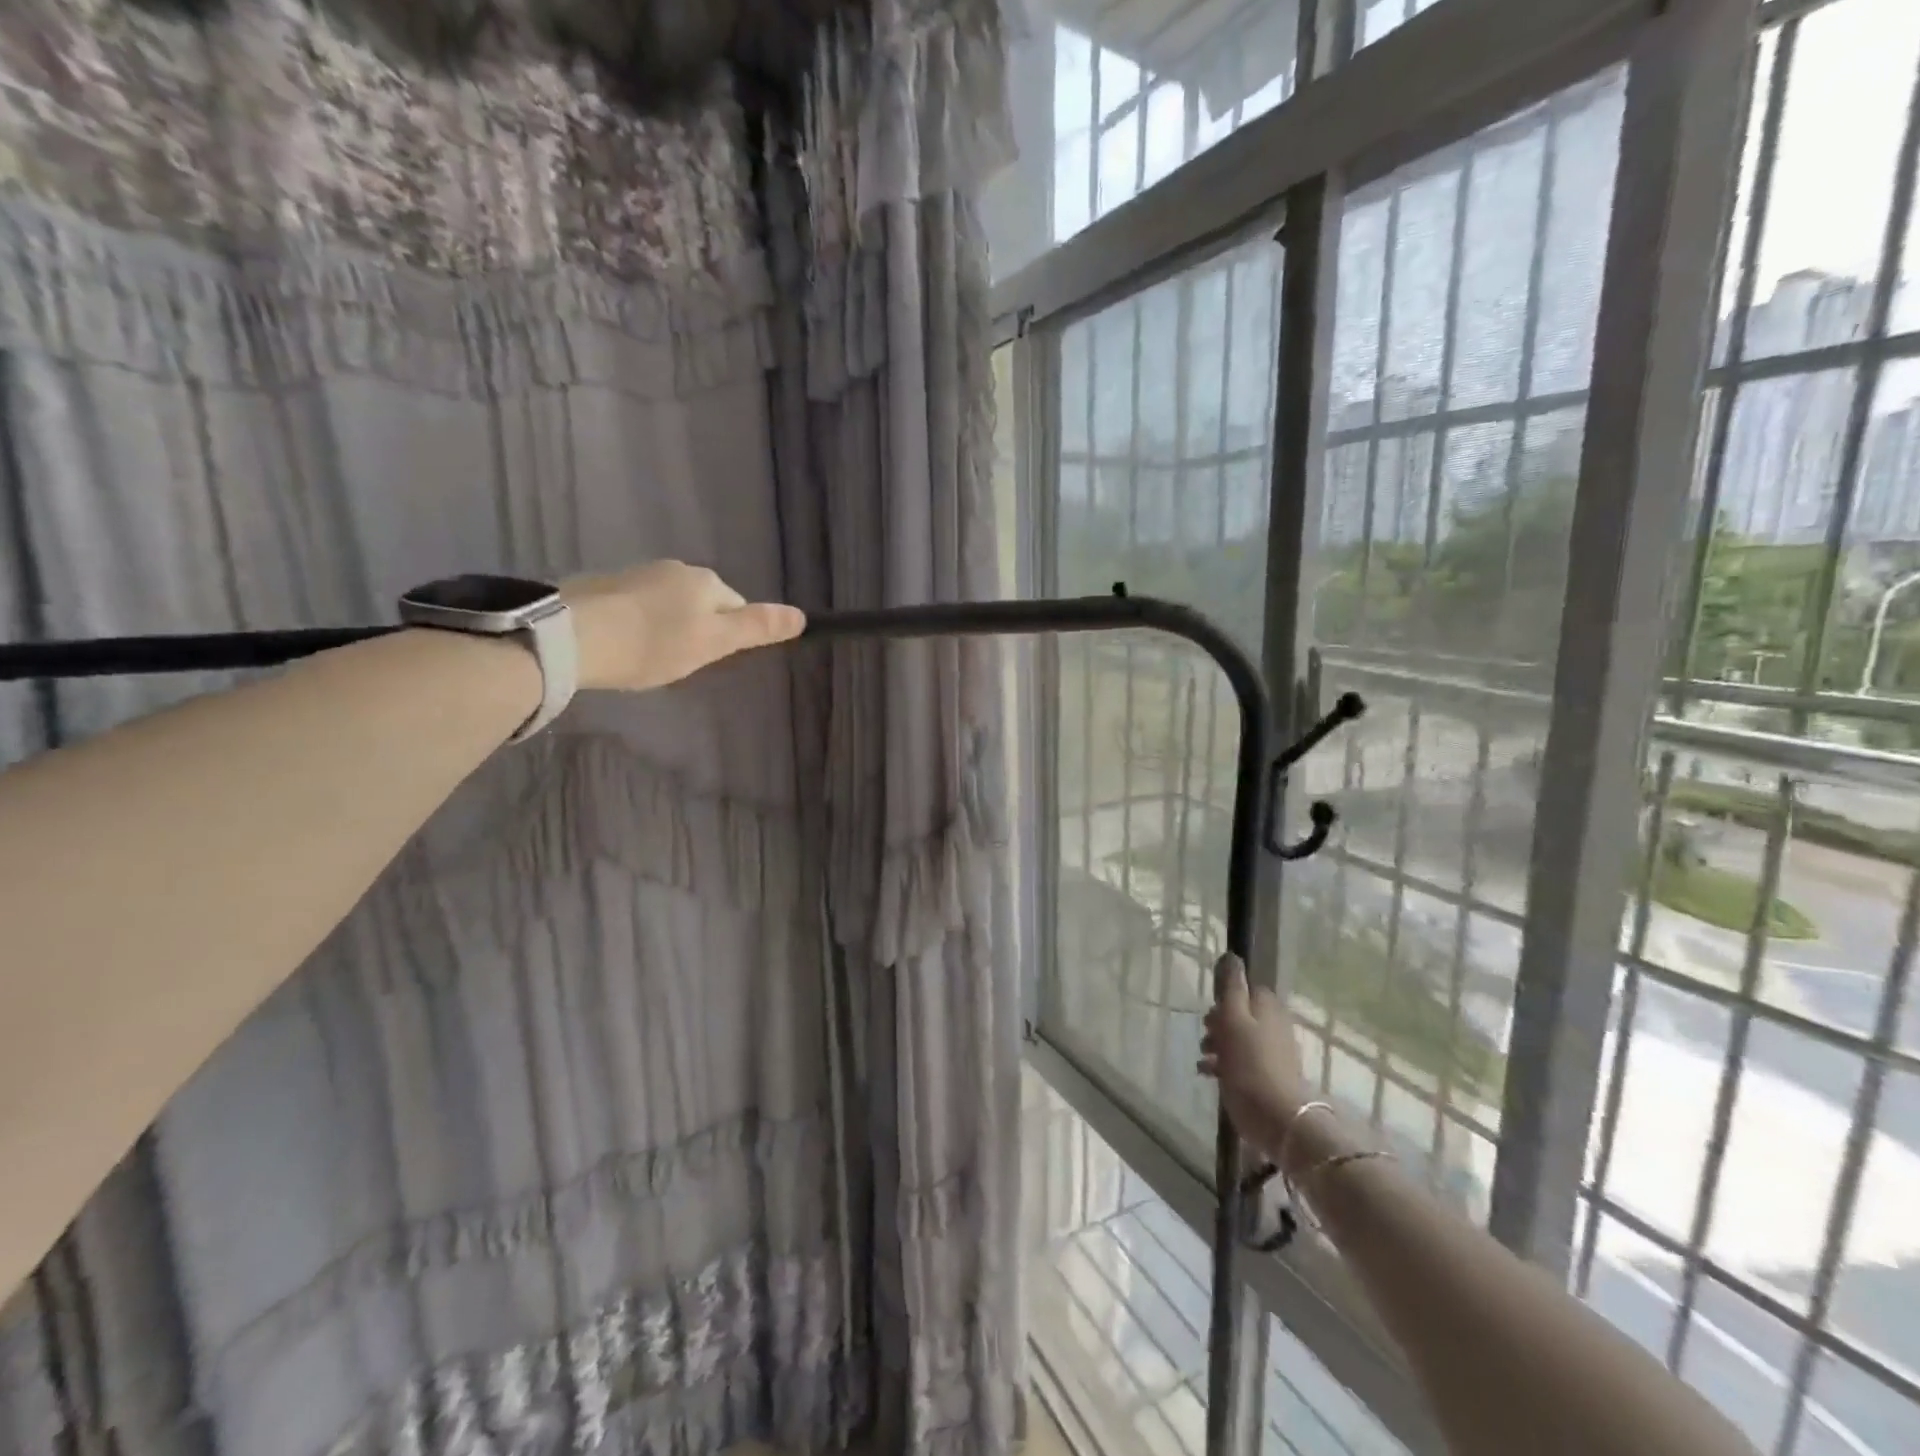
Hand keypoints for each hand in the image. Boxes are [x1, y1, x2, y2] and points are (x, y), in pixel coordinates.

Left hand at [562, 561, 804, 691]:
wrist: (574, 636)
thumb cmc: (655, 644)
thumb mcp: (714, 642)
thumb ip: (757, 629)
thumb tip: (802, 616)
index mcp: (706, 581)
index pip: (735, 607)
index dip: (728, 636)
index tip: (708, 660)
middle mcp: (675, 569)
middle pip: (701, 603)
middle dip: (696, 628)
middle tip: (678, 662)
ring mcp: (636, 573)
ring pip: (667, 603)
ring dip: (665, 625)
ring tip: (646, 657)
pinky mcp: (603, 585)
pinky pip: (635, 605)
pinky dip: (636, 623)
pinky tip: (622, 645)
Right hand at [1199, 953, 1311, 1152]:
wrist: (1277, 1119)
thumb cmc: (1250, 1065)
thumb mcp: (1234, 1020)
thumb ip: (1232, 987)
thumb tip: (1232, 956)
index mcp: (1268, 1009)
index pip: (1247, 989)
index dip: (1226, 997)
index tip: (1211, 1010)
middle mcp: (1275, 1027)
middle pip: (1242, 1014)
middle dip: (1219, 1022)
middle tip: (1205, 1034)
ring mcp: (1274, 1053)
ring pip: (1240, 1038)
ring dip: (1219, 1044)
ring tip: (1203, 1057)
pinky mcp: (1268, 1077)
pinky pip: (1242, 1062)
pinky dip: (1225, 1064)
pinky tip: (1208, 1074)